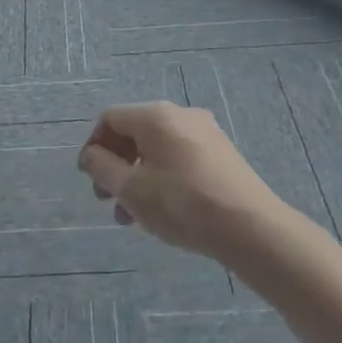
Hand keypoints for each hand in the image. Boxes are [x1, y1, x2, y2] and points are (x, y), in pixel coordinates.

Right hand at [77, 101, 283, 259]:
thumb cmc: (182, 204)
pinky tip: (165, 211)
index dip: (94, 146)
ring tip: (134, 216)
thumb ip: (103, 168)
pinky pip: (180, 158)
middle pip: (135, 132)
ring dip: (138, 177)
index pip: (111, 119)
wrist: (251, 227)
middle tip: (108, 200)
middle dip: (116, 165)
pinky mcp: (222, 154)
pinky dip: (163, 178)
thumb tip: (90, 155)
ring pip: (158, 149)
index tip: (90, 180)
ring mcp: (206, 133)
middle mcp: (181, 114)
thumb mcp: (132, 189)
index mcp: (156, 115)